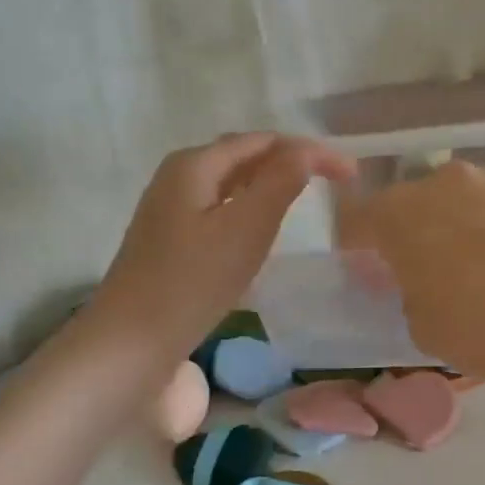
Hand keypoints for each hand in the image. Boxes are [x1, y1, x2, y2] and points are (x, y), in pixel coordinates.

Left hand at [82, 133, 355, 360]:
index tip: (352, 176)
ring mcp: (170, 210)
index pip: (264, 142)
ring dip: (270, 185)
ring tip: (304, 198)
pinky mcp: (170, 242)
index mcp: (195, 164)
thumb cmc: (192, 282)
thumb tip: (306, 152)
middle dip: (290, 162)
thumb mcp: (245, 229)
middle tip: (333, 182)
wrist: (132, 342)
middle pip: (244, 156)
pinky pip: (219, 210)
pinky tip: (260, 232)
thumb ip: (279, 184)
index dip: (311, 151)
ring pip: (230, 185)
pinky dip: (249, 210)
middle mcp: (178, 177)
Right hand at [341, 161, 484, 404]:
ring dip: (470, 224)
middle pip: (419, 200)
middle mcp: (449, 183)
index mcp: (402, 214)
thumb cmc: (484, 333)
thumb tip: (422, 276)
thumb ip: (409, 289)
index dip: (356, 239)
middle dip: (418, 228)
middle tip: (431, 266)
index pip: (359, 217)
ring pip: (473, 198)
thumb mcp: (422, 325)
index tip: (363, 259)